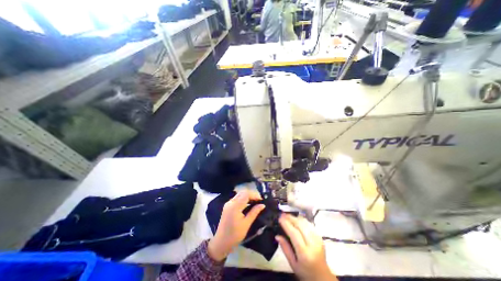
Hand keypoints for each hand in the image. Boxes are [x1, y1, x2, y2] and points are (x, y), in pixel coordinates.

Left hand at [207, 191, 263, 260]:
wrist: (221, 243)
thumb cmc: (235, 235)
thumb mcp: (246, 224)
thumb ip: (254, 212)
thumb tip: (262, 205)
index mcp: (235, 206)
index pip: (246, 194)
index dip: (254, 195)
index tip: (261, 200)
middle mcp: (231, 202)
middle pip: (242, 192)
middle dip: (251, 195)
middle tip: (259, 201)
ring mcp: (228, 203)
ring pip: (239, 194)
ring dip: (247, 196)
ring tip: (255, 203)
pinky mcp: (227, 206)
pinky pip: (237, 198)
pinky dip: (243, 199)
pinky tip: (248, 205)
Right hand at [276, 214, 337, 279]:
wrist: (323, 277)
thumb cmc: (306, 273)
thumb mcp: (293, 264)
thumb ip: (285, 248)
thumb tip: (277, 236)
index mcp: (305, 253)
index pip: (294, 234)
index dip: (286, 224)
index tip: (279, 218)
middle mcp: (313, 244)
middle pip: (301, 225)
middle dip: (290, 218)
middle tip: (282, 214)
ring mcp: (318, 239)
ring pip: (306, 223)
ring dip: (296, 217)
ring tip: (288, 216)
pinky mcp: (320, 237)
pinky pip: (310, 224)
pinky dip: (302, 220)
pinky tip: (296, 220)